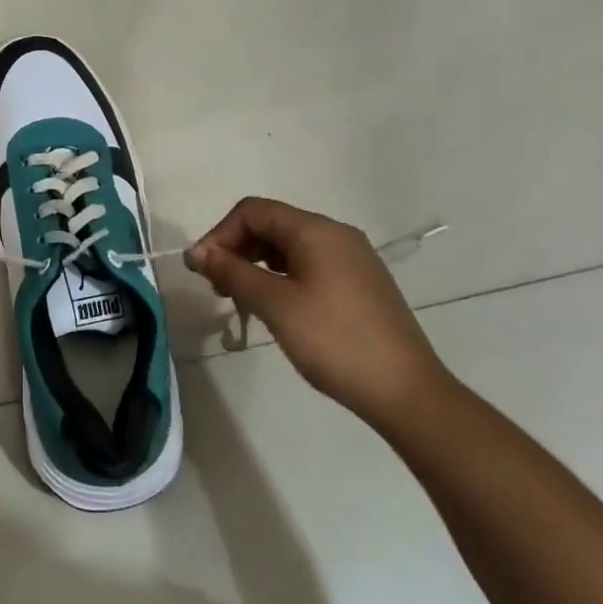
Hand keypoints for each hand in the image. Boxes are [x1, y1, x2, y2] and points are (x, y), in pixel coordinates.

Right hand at [186, 197, 447, 426]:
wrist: (406, 392)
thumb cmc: (334, 340)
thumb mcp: (275, 304)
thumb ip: (232, 272)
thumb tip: (196, 252)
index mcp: (316, 230)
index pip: (253, 211)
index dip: (220, 234)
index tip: (202, 270)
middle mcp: (336, 235)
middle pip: (271, 225)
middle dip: (237, 249)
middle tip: (218, 288)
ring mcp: (352, 259)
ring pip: (289, 247)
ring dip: (256, 265)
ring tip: (241, 300)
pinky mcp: (359, 284)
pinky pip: (309, 265)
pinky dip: (281, 277)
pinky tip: (275, 307)